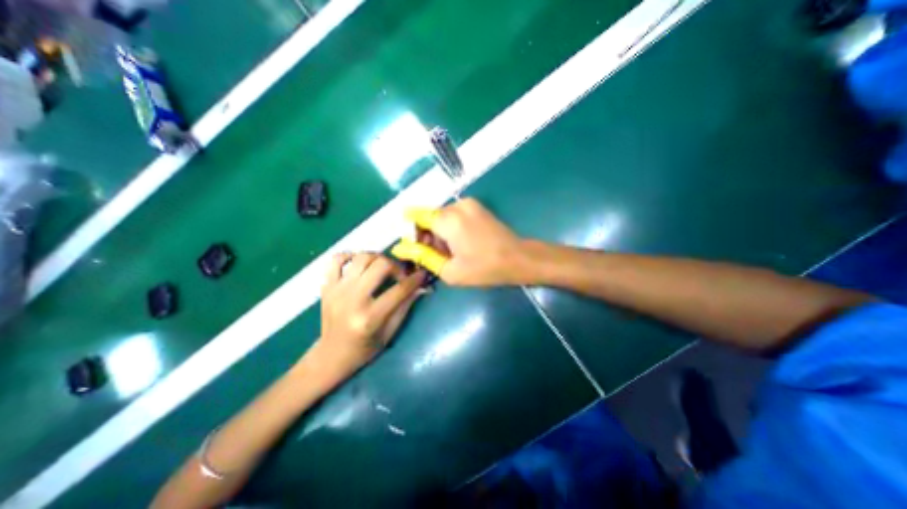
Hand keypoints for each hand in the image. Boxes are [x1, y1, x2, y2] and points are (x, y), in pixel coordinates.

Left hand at [315, 252, 424, 373]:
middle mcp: (352, 300)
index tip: (422, 274)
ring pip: (361, 257)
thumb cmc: (365, 348)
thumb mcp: (390, 332)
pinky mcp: (327, 287)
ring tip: (382, 268)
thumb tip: (421, 287)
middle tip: (399, 276)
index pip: (399, 290)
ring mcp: (336, 291)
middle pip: (380, 265)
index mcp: (369, 317)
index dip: (415, 280)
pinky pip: (336, 259)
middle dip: (396, 267)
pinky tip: (359, 264)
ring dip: (377, 259)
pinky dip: (350, 256)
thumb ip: (405, 306)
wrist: (332, 355)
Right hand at [394, 200, 528, 286]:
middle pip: (429, 217)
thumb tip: (399, 247)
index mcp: (448, 219)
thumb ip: (422, 256)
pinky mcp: (477, 206)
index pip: (415, 216)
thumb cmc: (484, 269)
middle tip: (437, 257)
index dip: (412, 232)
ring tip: (451, 253)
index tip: (417, 249)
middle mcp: (456, 205)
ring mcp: (469, 203)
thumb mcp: (449, 270)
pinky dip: (451, 228)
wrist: (519, 258)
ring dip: (440, 233)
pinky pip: (454, 215)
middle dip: (427, 235)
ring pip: (441, 216)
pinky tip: (461, 244)